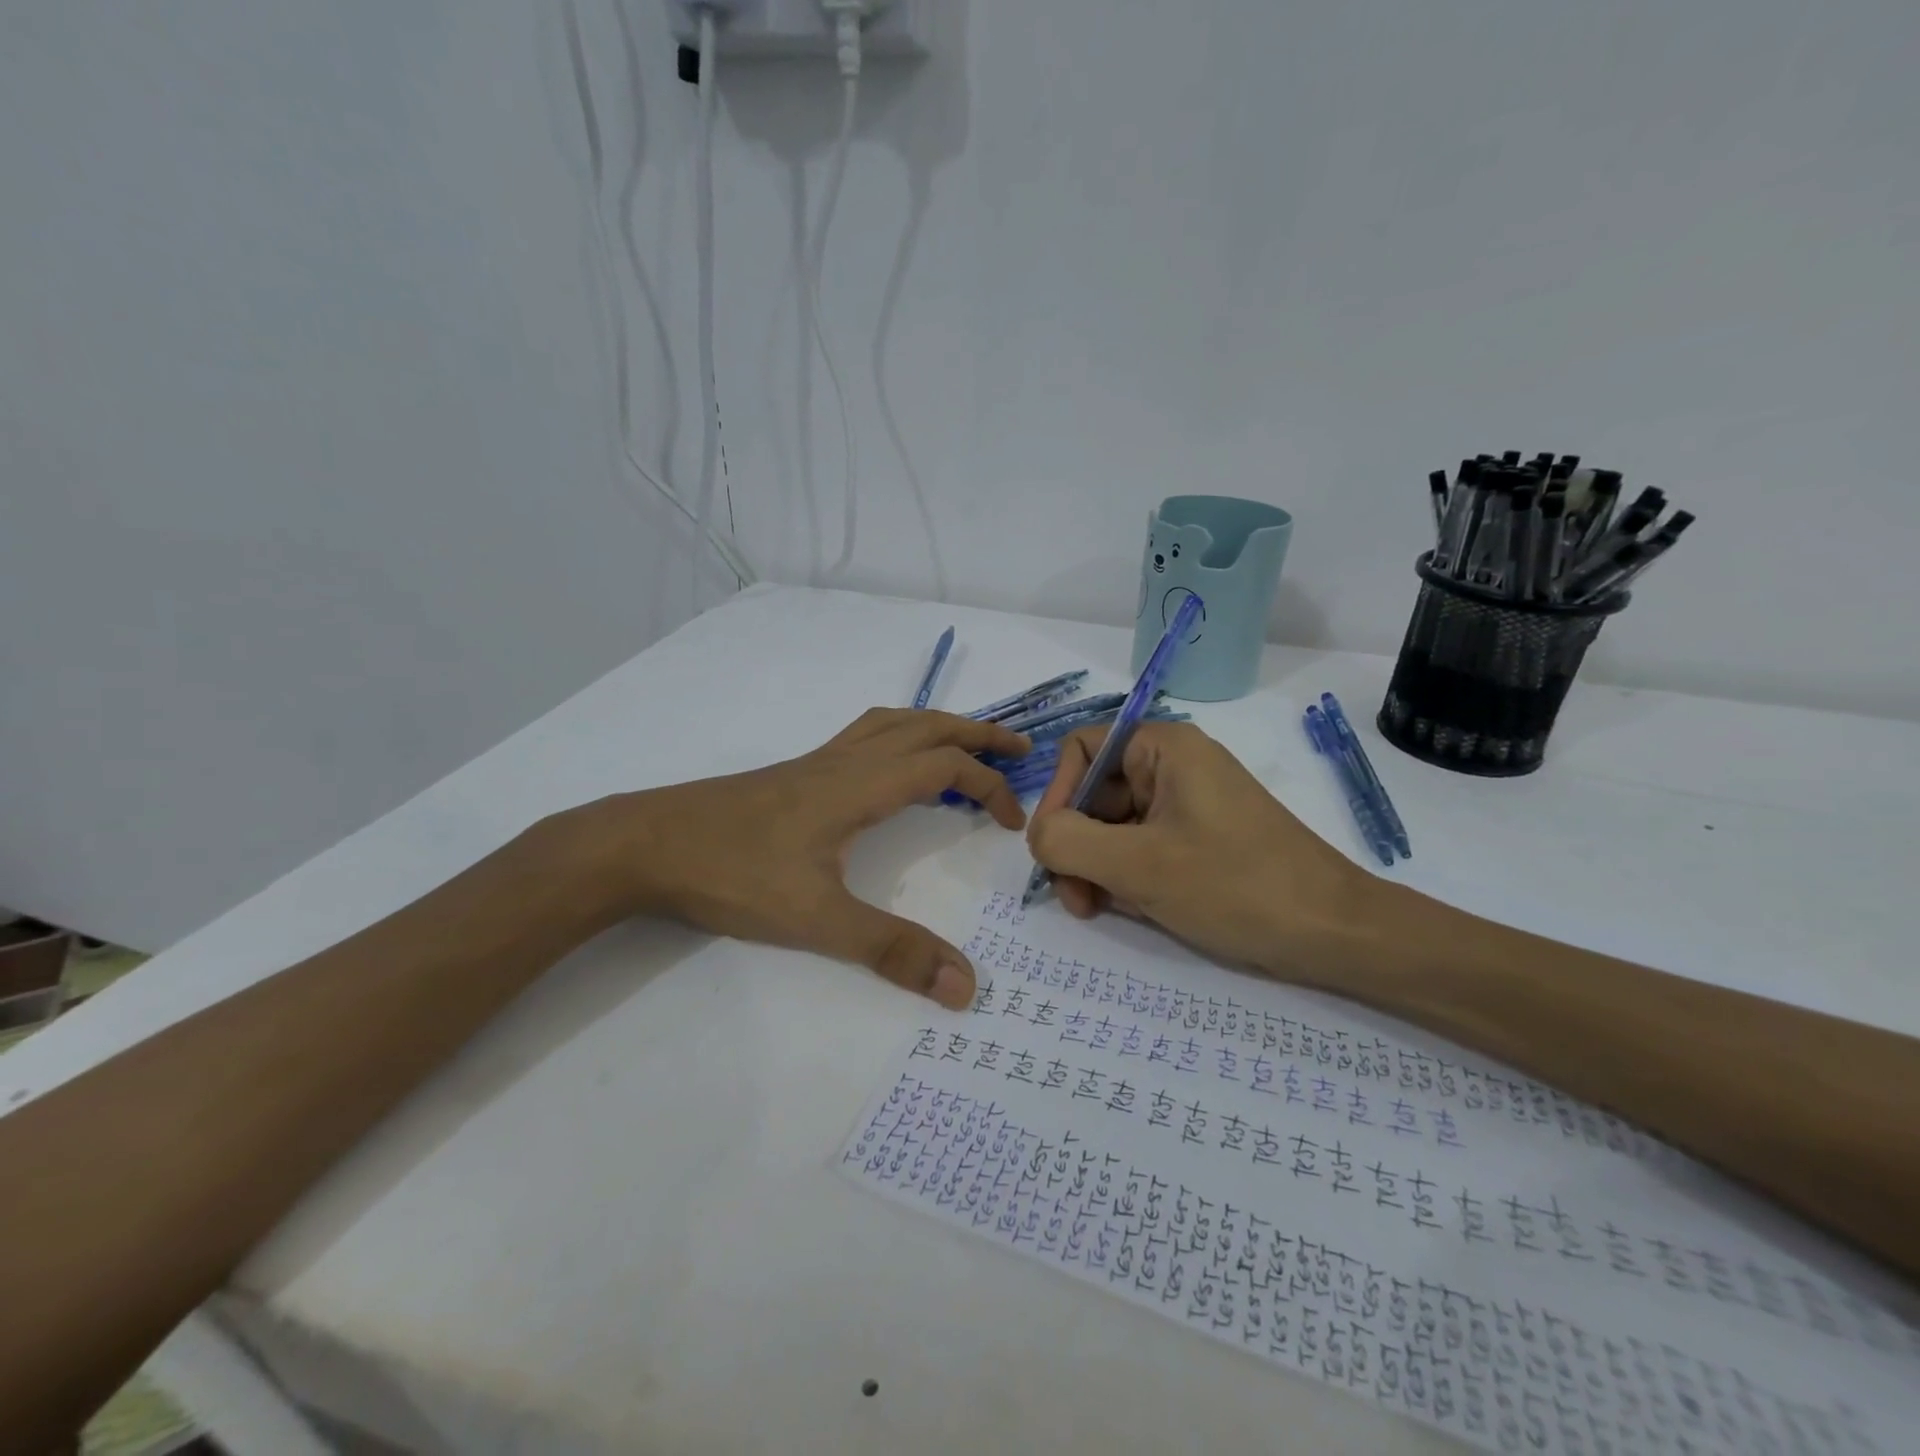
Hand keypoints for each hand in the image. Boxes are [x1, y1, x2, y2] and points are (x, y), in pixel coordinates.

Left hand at [565, 709, 1029, 1008]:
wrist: (644, 844)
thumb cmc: (732, 874)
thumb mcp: (817, 920)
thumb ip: (891, 950)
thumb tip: (965, 986)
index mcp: (860, 785)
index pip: (945, 766)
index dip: (988, 786)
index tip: (1011, 821)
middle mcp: (845, 761)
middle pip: (926, 726)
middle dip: (978, 733)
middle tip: (1018, 748)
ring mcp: (816, 762)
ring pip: (892, 723)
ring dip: (938, 726)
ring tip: (966, 746)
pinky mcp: (794, 773)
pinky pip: (863, 736)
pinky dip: (898, 736)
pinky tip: (891, 768)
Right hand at [1025, 722, 1368, 975]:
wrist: (1334, 933)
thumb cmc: (1235, 886)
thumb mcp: (1137, 865)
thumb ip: (1068, 841)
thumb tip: (1037, 835)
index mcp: (1164, 749)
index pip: (1082, 750)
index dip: (1058, 795)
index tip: (1052, 848)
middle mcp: (1174, 767)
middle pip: (1095, 793)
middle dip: (1075, 844)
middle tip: (1074, 898)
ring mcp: (1188, 805)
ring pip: (1114, 826)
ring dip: (1096, 867)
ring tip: (1097, 910)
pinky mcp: (1199, 840)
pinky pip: (1142, 847)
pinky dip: (1125, 877)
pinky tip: (1130, 909)